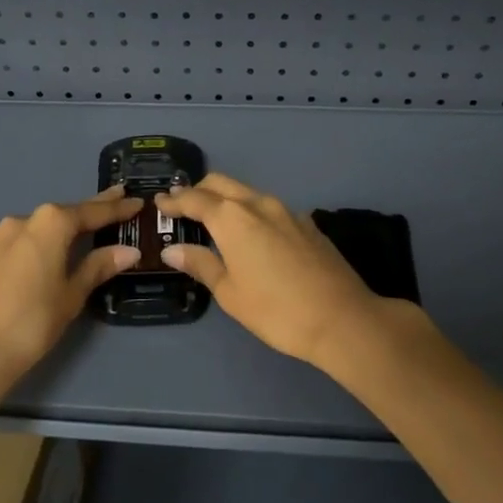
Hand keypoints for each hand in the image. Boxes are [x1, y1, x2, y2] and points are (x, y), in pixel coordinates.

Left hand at [0, 188, 143, 401]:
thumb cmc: (33, 321)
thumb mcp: (72, 294)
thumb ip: (99, 267)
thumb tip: (129, 251)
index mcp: (50, 223)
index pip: (92, 212)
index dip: (117, 208)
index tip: (137, 201)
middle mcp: (24, 220)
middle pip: (65, 213)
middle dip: (92, 209)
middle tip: (118, 198)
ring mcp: (0, 236)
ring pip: (41, 225)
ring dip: (64, 225)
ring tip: (86, 227)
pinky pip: (23, 240)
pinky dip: (42, 240)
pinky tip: (49, 249)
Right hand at [158, 173, 425, 369]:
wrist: (343, 318)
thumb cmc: (276, 310)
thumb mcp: (230, 292)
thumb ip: (201, 264)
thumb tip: (172, 249)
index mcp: (232, 217)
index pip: (194, 199)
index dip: (174, 200)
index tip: (159, 204)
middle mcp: (258, 203)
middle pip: (221, 183)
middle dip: (198, 190)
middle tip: (182, 207)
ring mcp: (286, 210)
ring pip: (247, 192)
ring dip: (226, 199)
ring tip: (213, 219)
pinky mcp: (307, 222)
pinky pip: (268, 207)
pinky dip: (250, 211)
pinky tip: (251, 234)